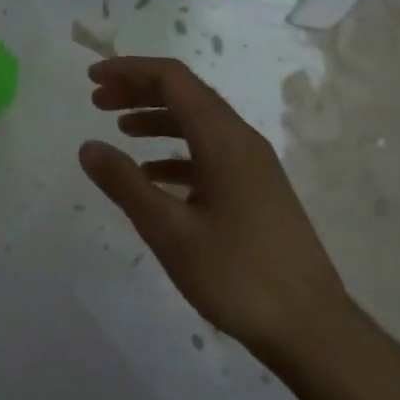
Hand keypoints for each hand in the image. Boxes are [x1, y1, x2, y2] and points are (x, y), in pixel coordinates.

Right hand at [78, 56, 354, 366]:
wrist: (311, 328)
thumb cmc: (237, 275)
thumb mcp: (169, 231)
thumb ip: (125, 184)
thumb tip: (88, 146)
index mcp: (224, 140)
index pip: (173, 79)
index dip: (129, 70)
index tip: (91, 78)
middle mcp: (241, 141)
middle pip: (186, 95)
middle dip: (139, 90)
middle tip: (97, 100)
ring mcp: (253, 166)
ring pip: (198, 123)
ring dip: (156, 118)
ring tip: (120, 129)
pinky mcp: (256, 191)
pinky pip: (209, 153)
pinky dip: (175, 152)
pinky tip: (153, 175)